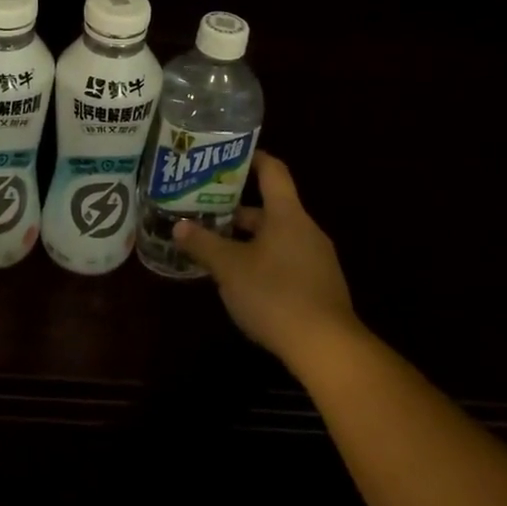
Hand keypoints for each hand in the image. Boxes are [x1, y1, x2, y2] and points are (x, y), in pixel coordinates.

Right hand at [173, 152, 360, 373]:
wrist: (327, 348)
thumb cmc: (275, 294)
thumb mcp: (229, 268)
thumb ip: (203, 244)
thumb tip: (178, 225)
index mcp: (287, 214)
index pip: (273, 171)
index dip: (252, 158)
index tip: (228, 157)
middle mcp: (306, 229)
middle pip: (271, 208)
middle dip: (237, 211)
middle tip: (205, 212)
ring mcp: (317, 259)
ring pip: (278, 237)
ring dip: (249, 239)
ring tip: (217, 248)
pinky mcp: (321, 286)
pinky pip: (288, 260)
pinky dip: (265, 261)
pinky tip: (244, 281)